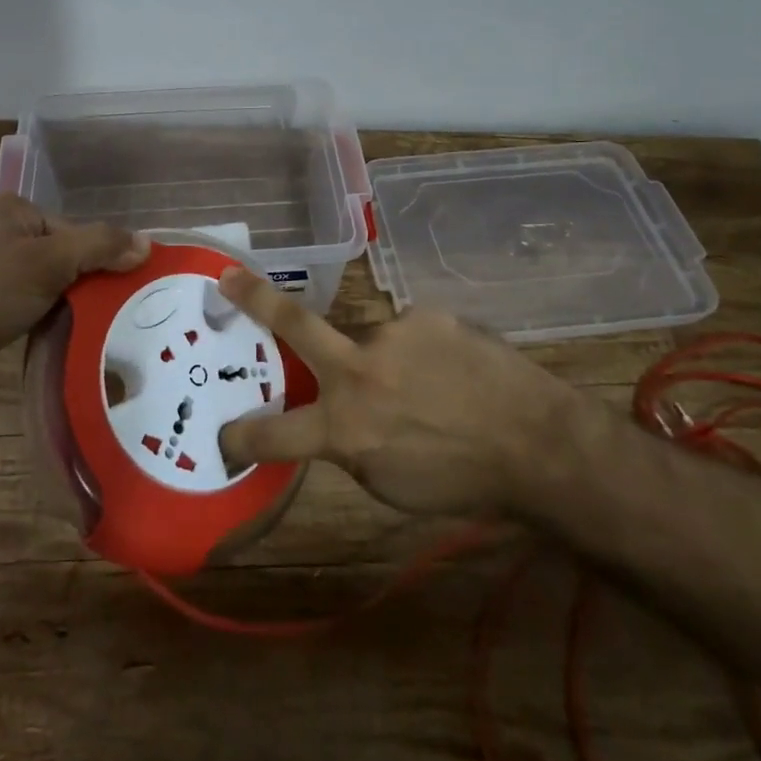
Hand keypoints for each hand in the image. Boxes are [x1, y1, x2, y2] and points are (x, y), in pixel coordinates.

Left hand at [0, 195, 148, 403]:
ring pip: (48, 282)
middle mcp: (0, 232)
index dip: (100, 258)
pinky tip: (60, 335)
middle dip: (85, 281)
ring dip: (68, 303)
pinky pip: (29, 303)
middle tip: (114, 309)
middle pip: (64, 254)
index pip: (75, 230)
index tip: (121, 289)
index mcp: (13, 210)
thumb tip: (147, 244)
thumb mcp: (49, 263)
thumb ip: (100, 247)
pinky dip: (46, 316)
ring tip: (93, 325)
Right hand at [215, 267, 601, 516]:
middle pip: (294, 325)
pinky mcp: (427, 316)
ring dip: (384, 361)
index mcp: (345, 426)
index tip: (223, 433)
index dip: (242, 434)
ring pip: (368, 340)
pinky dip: (421, 354)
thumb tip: (337, 418)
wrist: (537, 443)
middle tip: (228, 277)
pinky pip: (409, 334)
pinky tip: (454, 373)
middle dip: (254, 299)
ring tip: (428, 387)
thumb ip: (350, 444)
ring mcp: (393, 334)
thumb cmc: (463, 481)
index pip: (274, 433)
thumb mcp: (390, 484)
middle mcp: (359, 370)